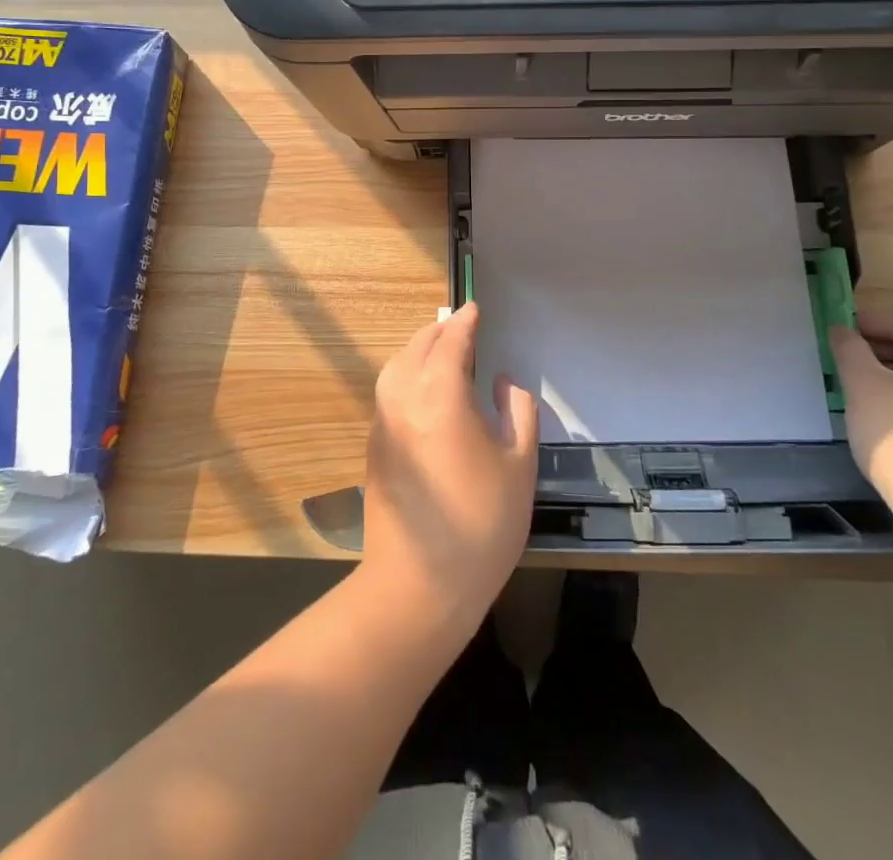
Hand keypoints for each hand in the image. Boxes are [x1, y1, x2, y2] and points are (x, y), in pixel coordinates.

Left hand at [361, 304, 537, 633]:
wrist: (419, 584)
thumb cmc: (481, 524)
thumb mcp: (518, 466)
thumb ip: (518, 412)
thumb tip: (503, 382)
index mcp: (441, 394)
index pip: (452, 341)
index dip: (465, 322)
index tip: (475, 308)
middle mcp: (404, 397)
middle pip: (418, 346)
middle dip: (440, 330)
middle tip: (462, 327)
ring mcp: (383, 421)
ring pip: (396, 366)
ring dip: (418, 349)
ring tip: (443, 351)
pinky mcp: (374, 445)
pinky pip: (389, 389)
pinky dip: (406, 373)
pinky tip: (424, 389)